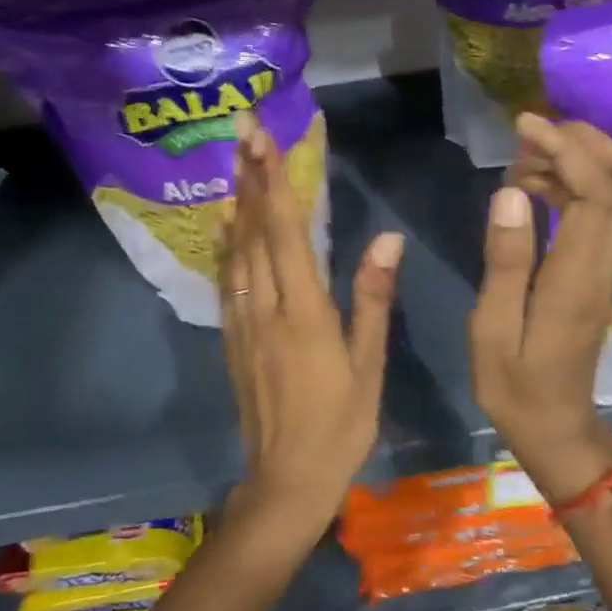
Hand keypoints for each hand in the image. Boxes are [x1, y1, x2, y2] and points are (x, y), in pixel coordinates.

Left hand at [220, 111, 402, 559]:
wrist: (286, 480)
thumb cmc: (341, 425)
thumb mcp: (369, 365)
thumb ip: (373, 298)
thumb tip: (387, 239)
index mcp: (304, 311)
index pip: (285, 232)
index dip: (273, 182)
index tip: (261, 139)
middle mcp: (266, 307)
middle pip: (254, 231)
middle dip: (250, 177)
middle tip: (242, 129)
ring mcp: (242, 323)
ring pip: (235, 251)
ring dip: (236, 204)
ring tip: (234, 163)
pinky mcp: (232, 339)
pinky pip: (226, 280)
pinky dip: (226, 245)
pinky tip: (225, 227)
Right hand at [469, 113, 611, 501]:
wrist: (555, 426)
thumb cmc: (514, 384)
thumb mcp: (492, 327)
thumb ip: (505, 259)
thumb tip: (511, 192)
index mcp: (577, 277)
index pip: (593, 193)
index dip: (565, 148)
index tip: (524, 125)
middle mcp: (605, 265)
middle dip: (589, 141)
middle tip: (536, 129)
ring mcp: (609, 269)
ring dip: (583, 160)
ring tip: (525, 157)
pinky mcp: (601, 274)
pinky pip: (603, 214)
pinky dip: (577, 185)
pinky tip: (534, 187)